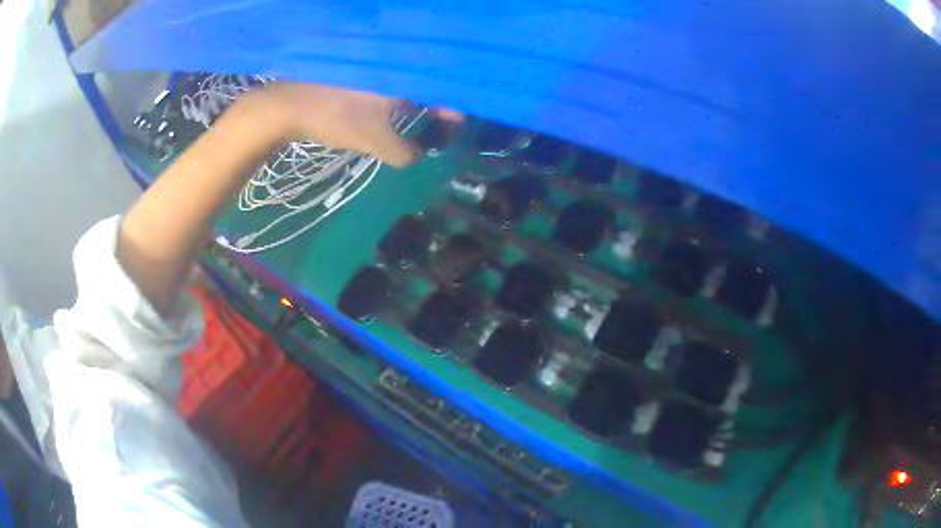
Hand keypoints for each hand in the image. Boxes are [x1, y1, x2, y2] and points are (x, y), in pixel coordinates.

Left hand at [254, 83, 463, 167]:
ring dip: (418, 101)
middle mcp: (397, 63)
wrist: (289, 104)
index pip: (445, 88)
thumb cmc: (336, 117)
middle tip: (440, 127)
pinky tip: (394, 111)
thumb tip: (419, 154)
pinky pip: (391, 81)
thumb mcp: (376, 141)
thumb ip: (406, 152)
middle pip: (430, 82)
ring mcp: (378, 64)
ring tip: (421, 122)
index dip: (456, 110)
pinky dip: (398, 97)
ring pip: (410, 81)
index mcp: (407, 74)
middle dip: (440, 105)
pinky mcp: (361, 69)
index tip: (455, 129)